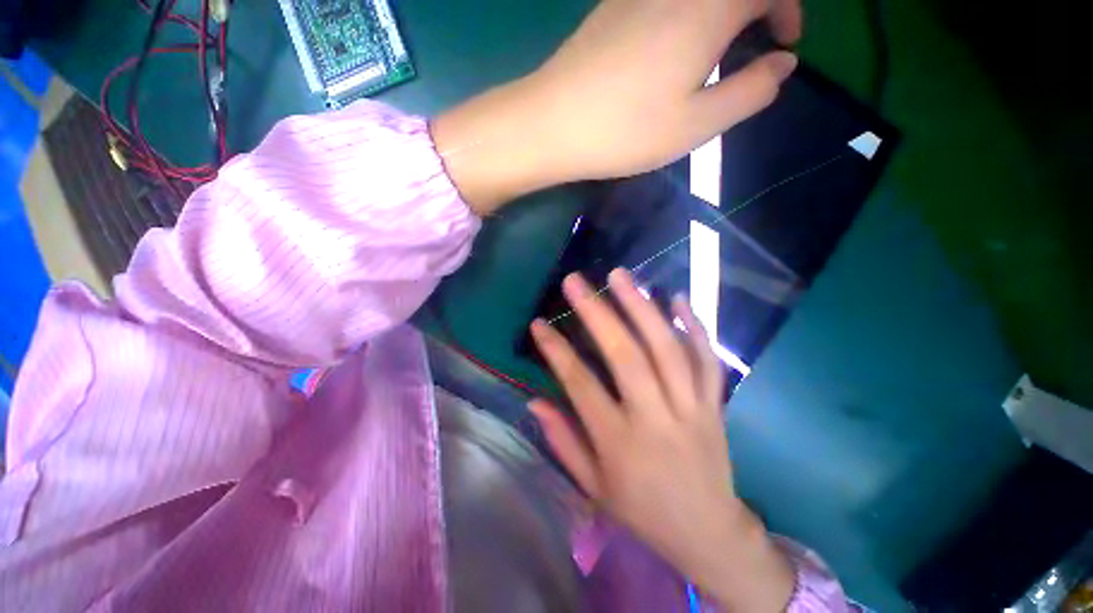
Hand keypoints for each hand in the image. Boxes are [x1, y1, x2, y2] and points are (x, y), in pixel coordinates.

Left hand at [433, 0, 801, 213]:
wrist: (554, 124)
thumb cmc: (626, 131)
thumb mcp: (697, 124)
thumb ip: (750, 91)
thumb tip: (782, 64)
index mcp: (708, 7)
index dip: (786, 9)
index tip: (784, 43)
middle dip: (756, 7)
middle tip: (754, 45)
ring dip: (720, 11)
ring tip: (715, 53)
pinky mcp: (613, 6)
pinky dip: (687, 13)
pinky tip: (673, 47)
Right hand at [529, 269, 793, 610]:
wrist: (709, 533)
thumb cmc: (643, 511)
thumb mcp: (593, 486)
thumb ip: (563, 440)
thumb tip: (533, 401)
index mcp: (619, 443)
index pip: (580, 385)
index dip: (556, 351)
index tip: (538, 323)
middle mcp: (655, 418)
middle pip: (626, 356)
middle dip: (598, 313)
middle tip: (576, 281)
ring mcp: (691, 408)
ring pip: (667, 348)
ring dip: (642, 307)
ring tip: (620, 276)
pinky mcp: (715, 404)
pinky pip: (706, 359)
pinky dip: (694, 326)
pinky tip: (677, 298)